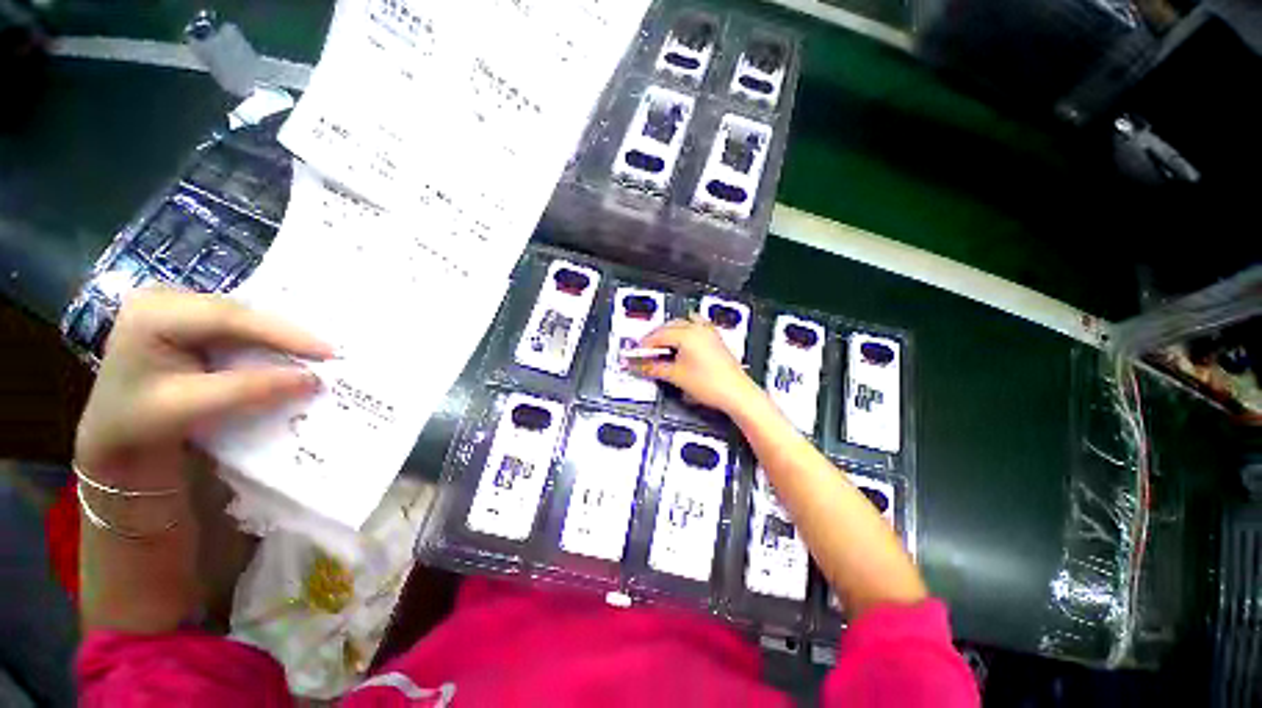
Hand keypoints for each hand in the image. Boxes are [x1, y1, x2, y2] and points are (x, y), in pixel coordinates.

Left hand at [74, 288, 332, 490]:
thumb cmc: (139, 422)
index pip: (227, 317)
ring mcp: (178, 302)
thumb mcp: (188, 407)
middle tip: (329, 353)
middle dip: (285, 333)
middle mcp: (165, 296)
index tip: (327, 351)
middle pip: (239, 312)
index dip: (281, 332)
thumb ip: (247, 390)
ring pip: (244, 316)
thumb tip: (312, 380)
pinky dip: (267, 339)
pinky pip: (240, 323)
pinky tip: (289, 350)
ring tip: (317, 352)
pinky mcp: (191, 315)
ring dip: (280, 336)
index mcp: (152, 312)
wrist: (114, 430)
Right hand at [631, 317, 758, 413]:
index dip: (644, 345)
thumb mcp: (676, 376)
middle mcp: (698, 328)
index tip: (636, 354)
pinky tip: (681, 344)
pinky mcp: (715, 340)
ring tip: (661, 348)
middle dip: (655, 338)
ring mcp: (709, 333)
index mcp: (687, 333)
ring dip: (669, 334)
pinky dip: (684, 333)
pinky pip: (695, 328)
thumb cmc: (712, 384)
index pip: (658, 335)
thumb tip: (639, 366)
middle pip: (669, 327)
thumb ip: (654, 368)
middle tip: (645, 352)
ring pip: (682, 325)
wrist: (736, 394)